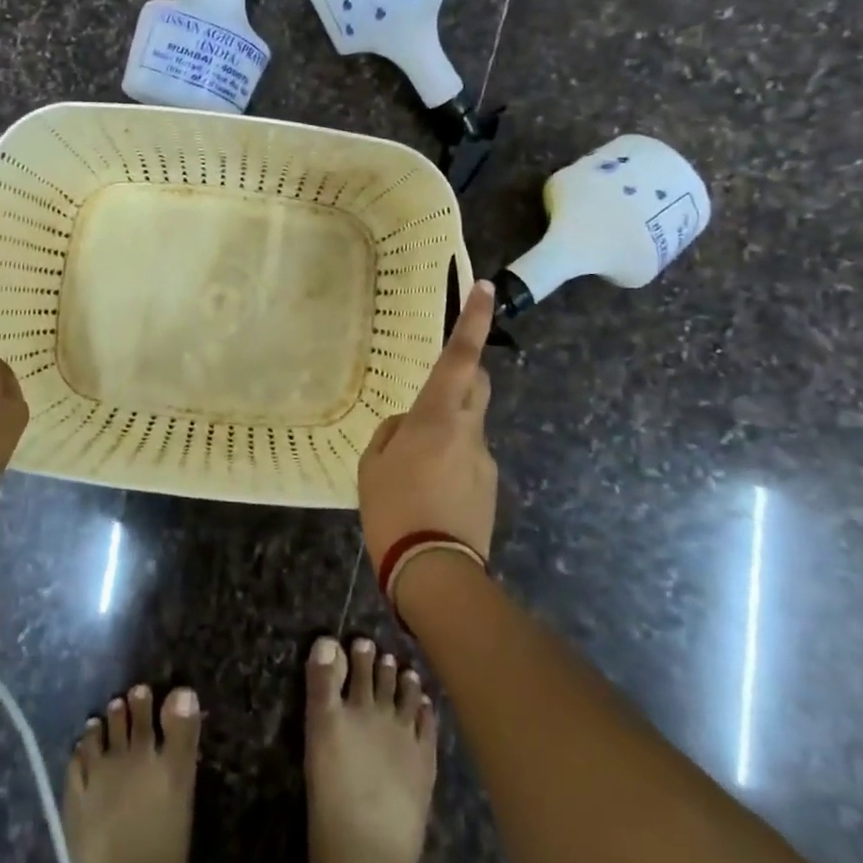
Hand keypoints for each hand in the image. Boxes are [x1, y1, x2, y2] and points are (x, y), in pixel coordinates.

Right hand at [357, 279, 497, 568]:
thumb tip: (409, 427)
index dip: (474, 319)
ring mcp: (484, 461)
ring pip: (468, 427)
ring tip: (412, 472)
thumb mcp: (373, 464)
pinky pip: (468, 460)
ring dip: (446, 432)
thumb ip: (392, 434)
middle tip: (433, 392)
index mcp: (438, 416)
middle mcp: (470, 431)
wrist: (436, 575)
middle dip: (464, 374)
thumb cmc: (395, 509)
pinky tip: (427, 495)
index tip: (486, 287)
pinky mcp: (490, 489)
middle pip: (478, 384)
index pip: (460, 356)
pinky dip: (449, 463)